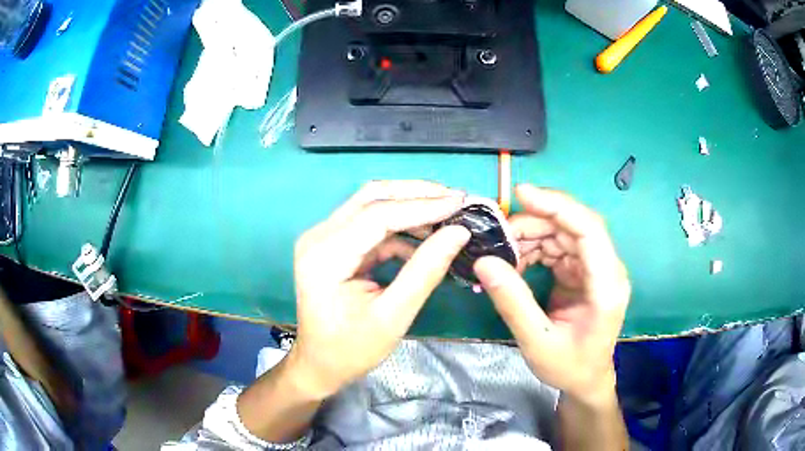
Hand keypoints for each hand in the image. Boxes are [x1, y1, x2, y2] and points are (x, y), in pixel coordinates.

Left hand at [287, 181, 470, 397]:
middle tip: (457, 199)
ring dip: (411, 207)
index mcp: (325, 255)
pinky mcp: (334, 245)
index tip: (461, 202)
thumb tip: (459, 233)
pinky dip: (401, 227)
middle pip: (372, 197)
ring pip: (372, 205)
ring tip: (448, 215)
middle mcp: (319, 236)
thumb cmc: (351, 349)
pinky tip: (426, 237)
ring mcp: (324, 238)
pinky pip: (371, 225)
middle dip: (417, 194)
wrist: (320, 364)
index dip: (422, 205)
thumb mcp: (393, 315)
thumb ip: (426, 271)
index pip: (377, 215)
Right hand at [474, 184, 629, 402]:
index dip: (558, 206)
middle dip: (535, 223)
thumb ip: (512, 302)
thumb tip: (483, 262)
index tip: (521, 194)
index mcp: (606, 286)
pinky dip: (535, 248)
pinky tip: (516, 260)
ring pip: (564, 233)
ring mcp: (596, 268)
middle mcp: (607, 269)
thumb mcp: (537, 341)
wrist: (586, 379)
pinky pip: (559, 247)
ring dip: (532, 235)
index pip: (589, 230)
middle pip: (574, 226)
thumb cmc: (569, 366)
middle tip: (499, 236)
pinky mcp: (584, 271)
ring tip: (503, 252)